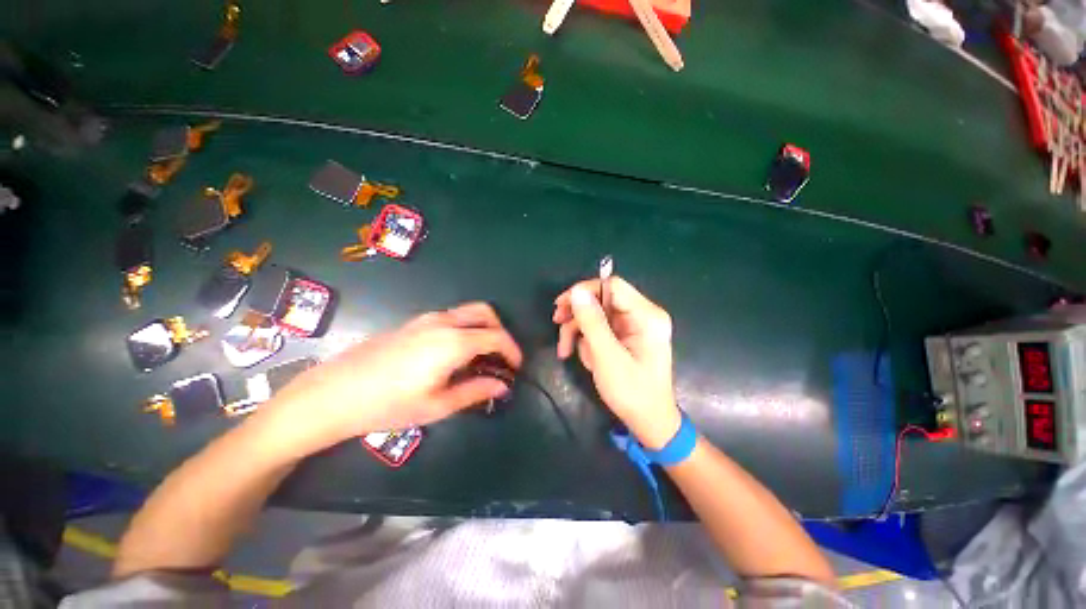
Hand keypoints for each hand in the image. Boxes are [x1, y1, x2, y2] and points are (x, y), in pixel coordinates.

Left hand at [259, 303, 521, 456]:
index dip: (512, 351)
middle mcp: (443, 322)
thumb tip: (503, 385)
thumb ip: (476, 391)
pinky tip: (455, 353)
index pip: (496, 337)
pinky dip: (465, 328)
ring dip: (483, 328)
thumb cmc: (388, 405)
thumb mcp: (437, 405)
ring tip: (481, 357)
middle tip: (501, 356)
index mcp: (454, 342)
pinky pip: (451, 318)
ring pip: (467, 312)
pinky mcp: (413, 322)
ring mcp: (426, 319)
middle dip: (501, 331)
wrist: (333, 393)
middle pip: (485, 313)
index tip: (516, 367)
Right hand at [553, 277, 680, 448]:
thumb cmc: (632, 392)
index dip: (584, 290)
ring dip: (578, 329)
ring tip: (566, 351)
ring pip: (597, 314)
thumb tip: (576, 292)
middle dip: (578, 314)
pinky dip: (587, 339)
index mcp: (647, 316)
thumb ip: (592, 323)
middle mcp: (643, 314)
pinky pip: (601, 327)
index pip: (612, 286)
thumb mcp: (607, 357)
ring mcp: (635, 325)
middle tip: (556, 324)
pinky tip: (584, 356)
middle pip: (602, 299)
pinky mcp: (627, 335)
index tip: (561, 306)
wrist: (649, 422)